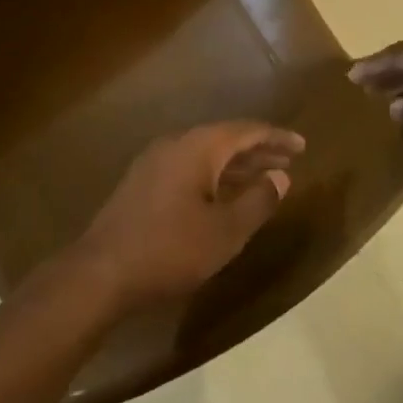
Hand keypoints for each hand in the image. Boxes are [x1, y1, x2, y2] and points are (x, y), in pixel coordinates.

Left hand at [77, 122, 304, 307]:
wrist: (101, 272)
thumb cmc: (170, 249)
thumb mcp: (225, 232)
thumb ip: (258, 201)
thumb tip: (280, 178)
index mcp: (198, 147)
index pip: (246, 131)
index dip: (276, 137)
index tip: (302, 145)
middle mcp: (176, 144)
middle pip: (225, 138)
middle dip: (258, 150)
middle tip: (289, 160)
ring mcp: (155, 162)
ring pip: (206, 154)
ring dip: (236, 165)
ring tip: (264, 177)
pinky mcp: (143, 182)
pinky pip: (189, 167)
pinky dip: (214, 175)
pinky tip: (224, 195)